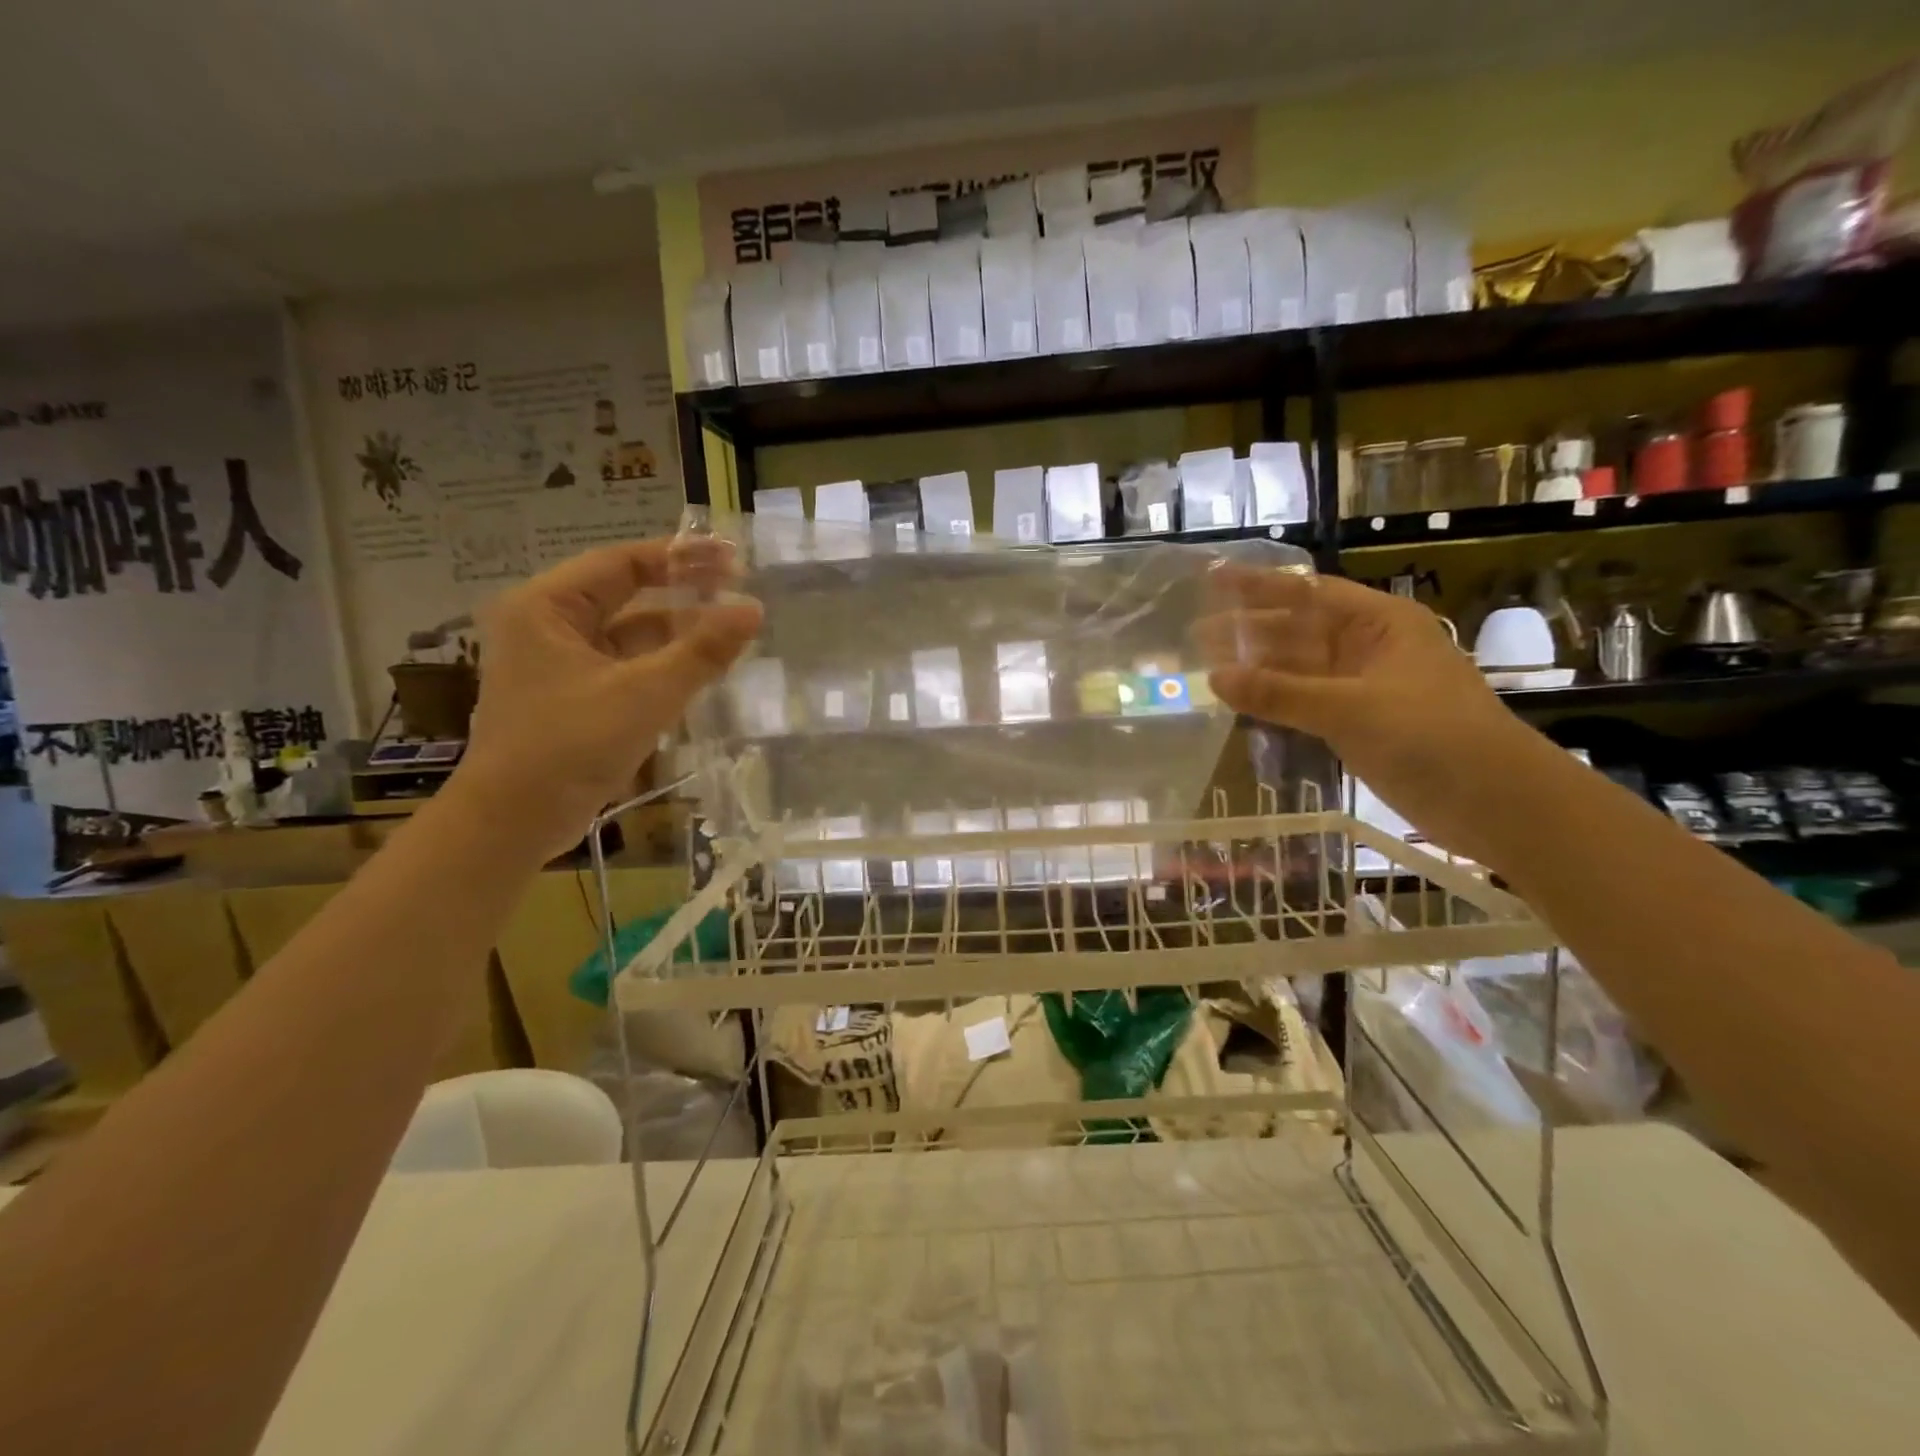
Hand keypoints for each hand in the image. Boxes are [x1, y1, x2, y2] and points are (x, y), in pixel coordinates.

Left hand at [454, 538, 760, 860]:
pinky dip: (664, 665)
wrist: (514, 822)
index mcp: (547, 606)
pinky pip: (628, 667)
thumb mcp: (644, 694)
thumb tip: (754, 611)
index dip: (680, 557)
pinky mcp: (576, 698)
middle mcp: (549, 625)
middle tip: (741, 590)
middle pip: (627, 594)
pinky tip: (704, 669)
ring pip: (630, 634)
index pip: (622, 562)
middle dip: (684, 592)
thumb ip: (702, 651)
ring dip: (678, 633)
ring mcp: (561, 664)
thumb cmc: (570, 746)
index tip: (733, 560)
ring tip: (733, 632)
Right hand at [1197, 568, 1538, 862]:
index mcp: (1379, 624)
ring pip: (1299, 668)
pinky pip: (1305, 702)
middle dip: (1249, 629)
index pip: (1308, 593)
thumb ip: (1280, 693)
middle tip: (1193, 633)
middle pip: (1299, 629)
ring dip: (1257, 668)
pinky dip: (1274, 701)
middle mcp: (1368, 648)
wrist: (1495, 801)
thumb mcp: (1350, 709)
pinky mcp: (1358, 724)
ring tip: (1205, 668)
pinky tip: (1241, 702)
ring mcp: (1363, 688)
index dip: (1259, 585)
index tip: (1213, 580)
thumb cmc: (1432, 736)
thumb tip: (1214, 678)